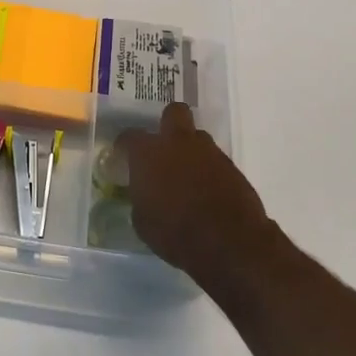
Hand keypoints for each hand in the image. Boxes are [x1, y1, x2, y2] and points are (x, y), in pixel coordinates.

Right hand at [118, 103, 284, 290]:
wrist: (229, 241)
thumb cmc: (175, 232)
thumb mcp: (143, 222)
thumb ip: (141, 198)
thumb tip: (144, 194)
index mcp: (148, 153)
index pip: (130, 136)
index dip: (125, 145)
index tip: (123, 157)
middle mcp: (178, 143)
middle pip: (174, 113)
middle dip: (168, 124)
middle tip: (163, 147)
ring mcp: (209, 152)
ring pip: (197, 137)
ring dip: (190, 150)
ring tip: (186, 175)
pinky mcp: (232, 167)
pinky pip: (214, 160)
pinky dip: (208, 170)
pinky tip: (205, 191)